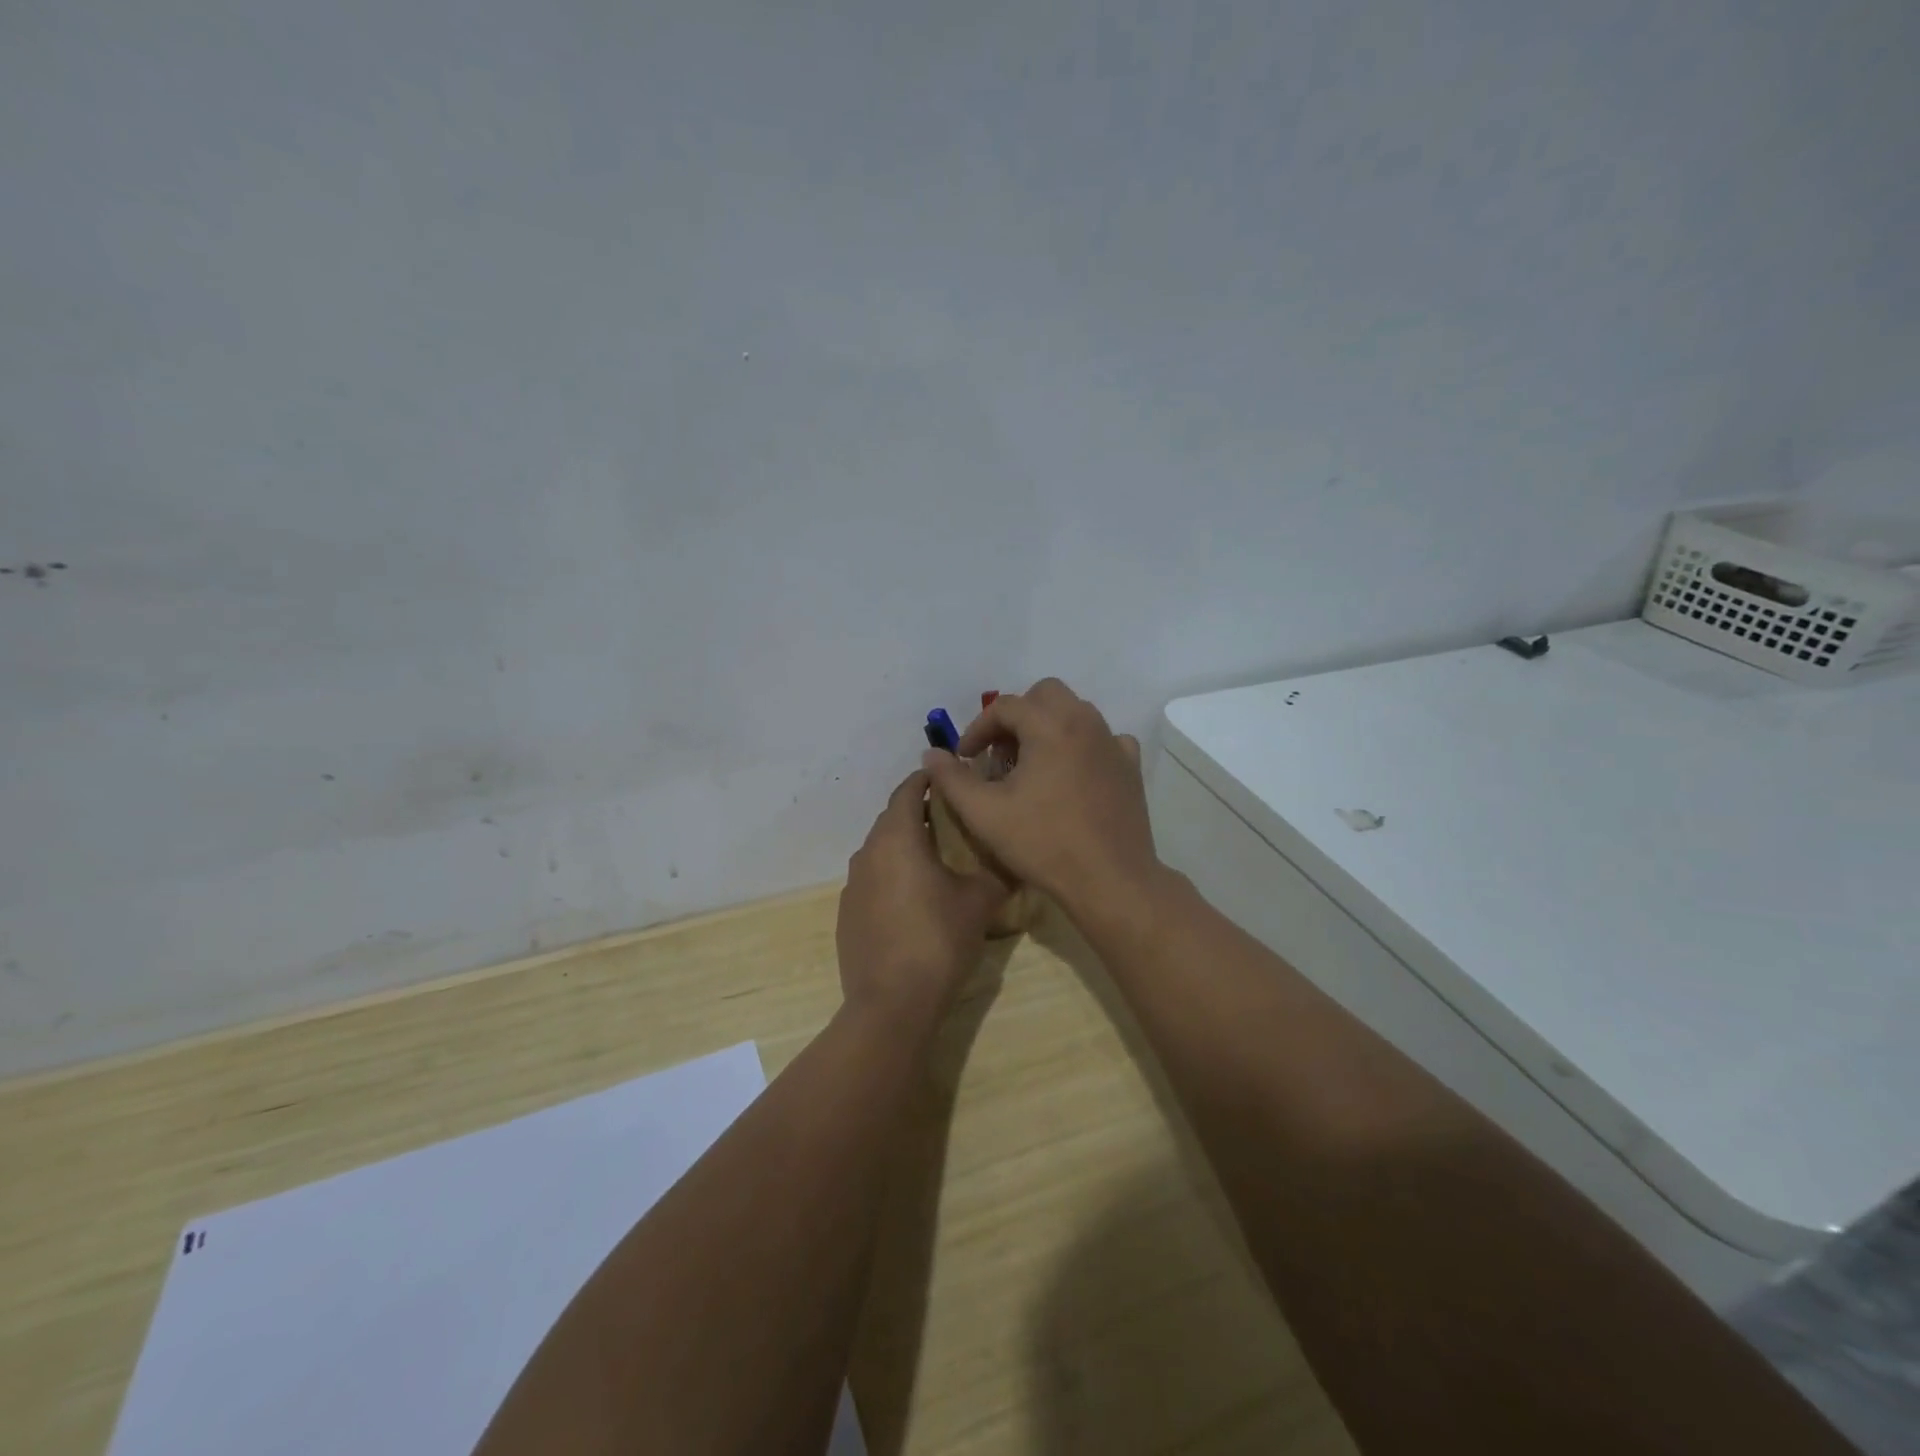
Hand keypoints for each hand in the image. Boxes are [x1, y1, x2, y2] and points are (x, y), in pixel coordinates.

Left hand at [837, 769, 1007, 1024]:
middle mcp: (868, 853)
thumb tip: (1016, 856)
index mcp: (897, 838)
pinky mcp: (847, 914)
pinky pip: (871, 880)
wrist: (892, 1004)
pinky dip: (891, 875)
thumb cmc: (938, 940)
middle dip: (917, 812)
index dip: (927, 780)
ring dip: (903, 845)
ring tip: (935, 856)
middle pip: (891, 819)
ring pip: (879, 850)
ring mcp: (852, 885)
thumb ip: (998, 871)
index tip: (948, 778)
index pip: (907, 791)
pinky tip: (912, 899)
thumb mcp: (980, 902)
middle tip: (950, 817)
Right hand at [920, 678, 1162, 918]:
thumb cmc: (1043, 843)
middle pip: (1044, 695)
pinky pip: (1102, 739)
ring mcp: (1112, 743)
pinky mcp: (1130, 766)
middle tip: (1000, 753)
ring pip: (1075, 713)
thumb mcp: (984, 813)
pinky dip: (1081, 746)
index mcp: (1050, 725)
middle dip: (1017, 716)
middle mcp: (1085, 722)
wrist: (1110, 880)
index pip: (1004, 706)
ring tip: (1031, 766)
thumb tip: (931, 754)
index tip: (964, 758)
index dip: (977, 728)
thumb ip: (952, 778)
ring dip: (1047, 727)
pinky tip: (1071, 775)